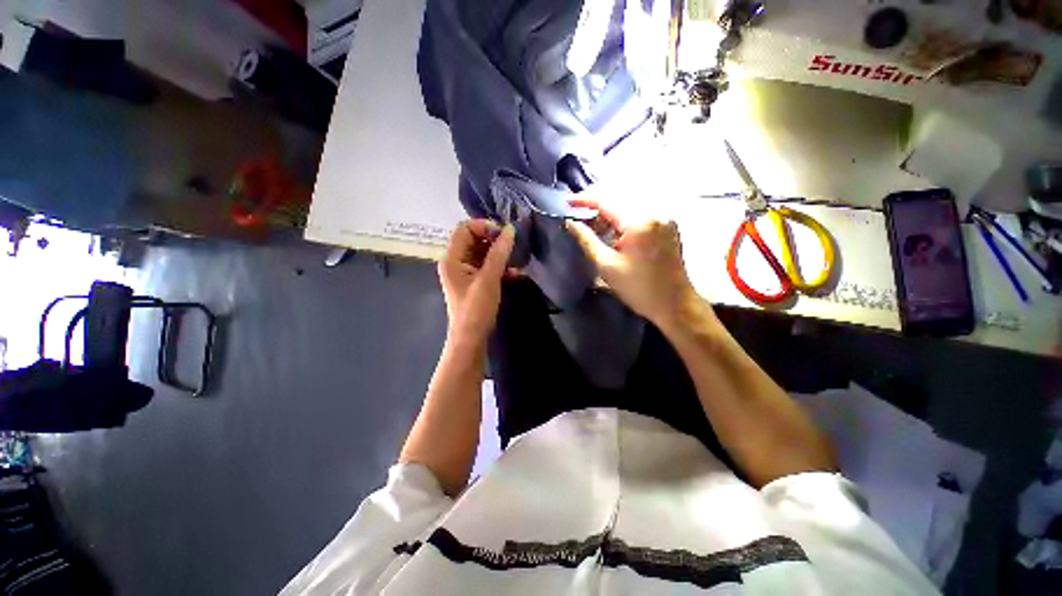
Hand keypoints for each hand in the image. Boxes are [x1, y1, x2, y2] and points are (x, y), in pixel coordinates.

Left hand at [439, 220, 514, 343]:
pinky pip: (486, 266)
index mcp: (452, 258)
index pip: (464, 229)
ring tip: (516, 260)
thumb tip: (510, 230)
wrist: (471, 339)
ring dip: (499, 254)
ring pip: (482, 253)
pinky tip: (514, 273)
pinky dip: (499, 267)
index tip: (504, 234)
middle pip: (474, 239)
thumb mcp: (488, 279)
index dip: (483, 226)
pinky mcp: (474, 282)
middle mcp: (456, 262)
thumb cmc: (476, 309)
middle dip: (494, 240)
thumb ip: (499, 253)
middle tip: (513, 246)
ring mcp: (465, 273)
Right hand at [566, 203, 703, 330]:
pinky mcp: (668, 225)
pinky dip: (625, 219)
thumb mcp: (606, 265)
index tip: (567, 202)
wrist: (675, 304)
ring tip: (597, 231)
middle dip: (597, 208)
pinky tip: (616, 234)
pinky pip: (641, 213)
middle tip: (581, 222)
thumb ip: (586, 240)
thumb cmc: (638, 288)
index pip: (606, 200)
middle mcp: (655, 212)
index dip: (584, 199)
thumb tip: (570, 223)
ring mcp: (665, 217)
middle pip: (619, 199)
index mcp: (639, 222)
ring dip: (611, 214)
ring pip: (630, 205)